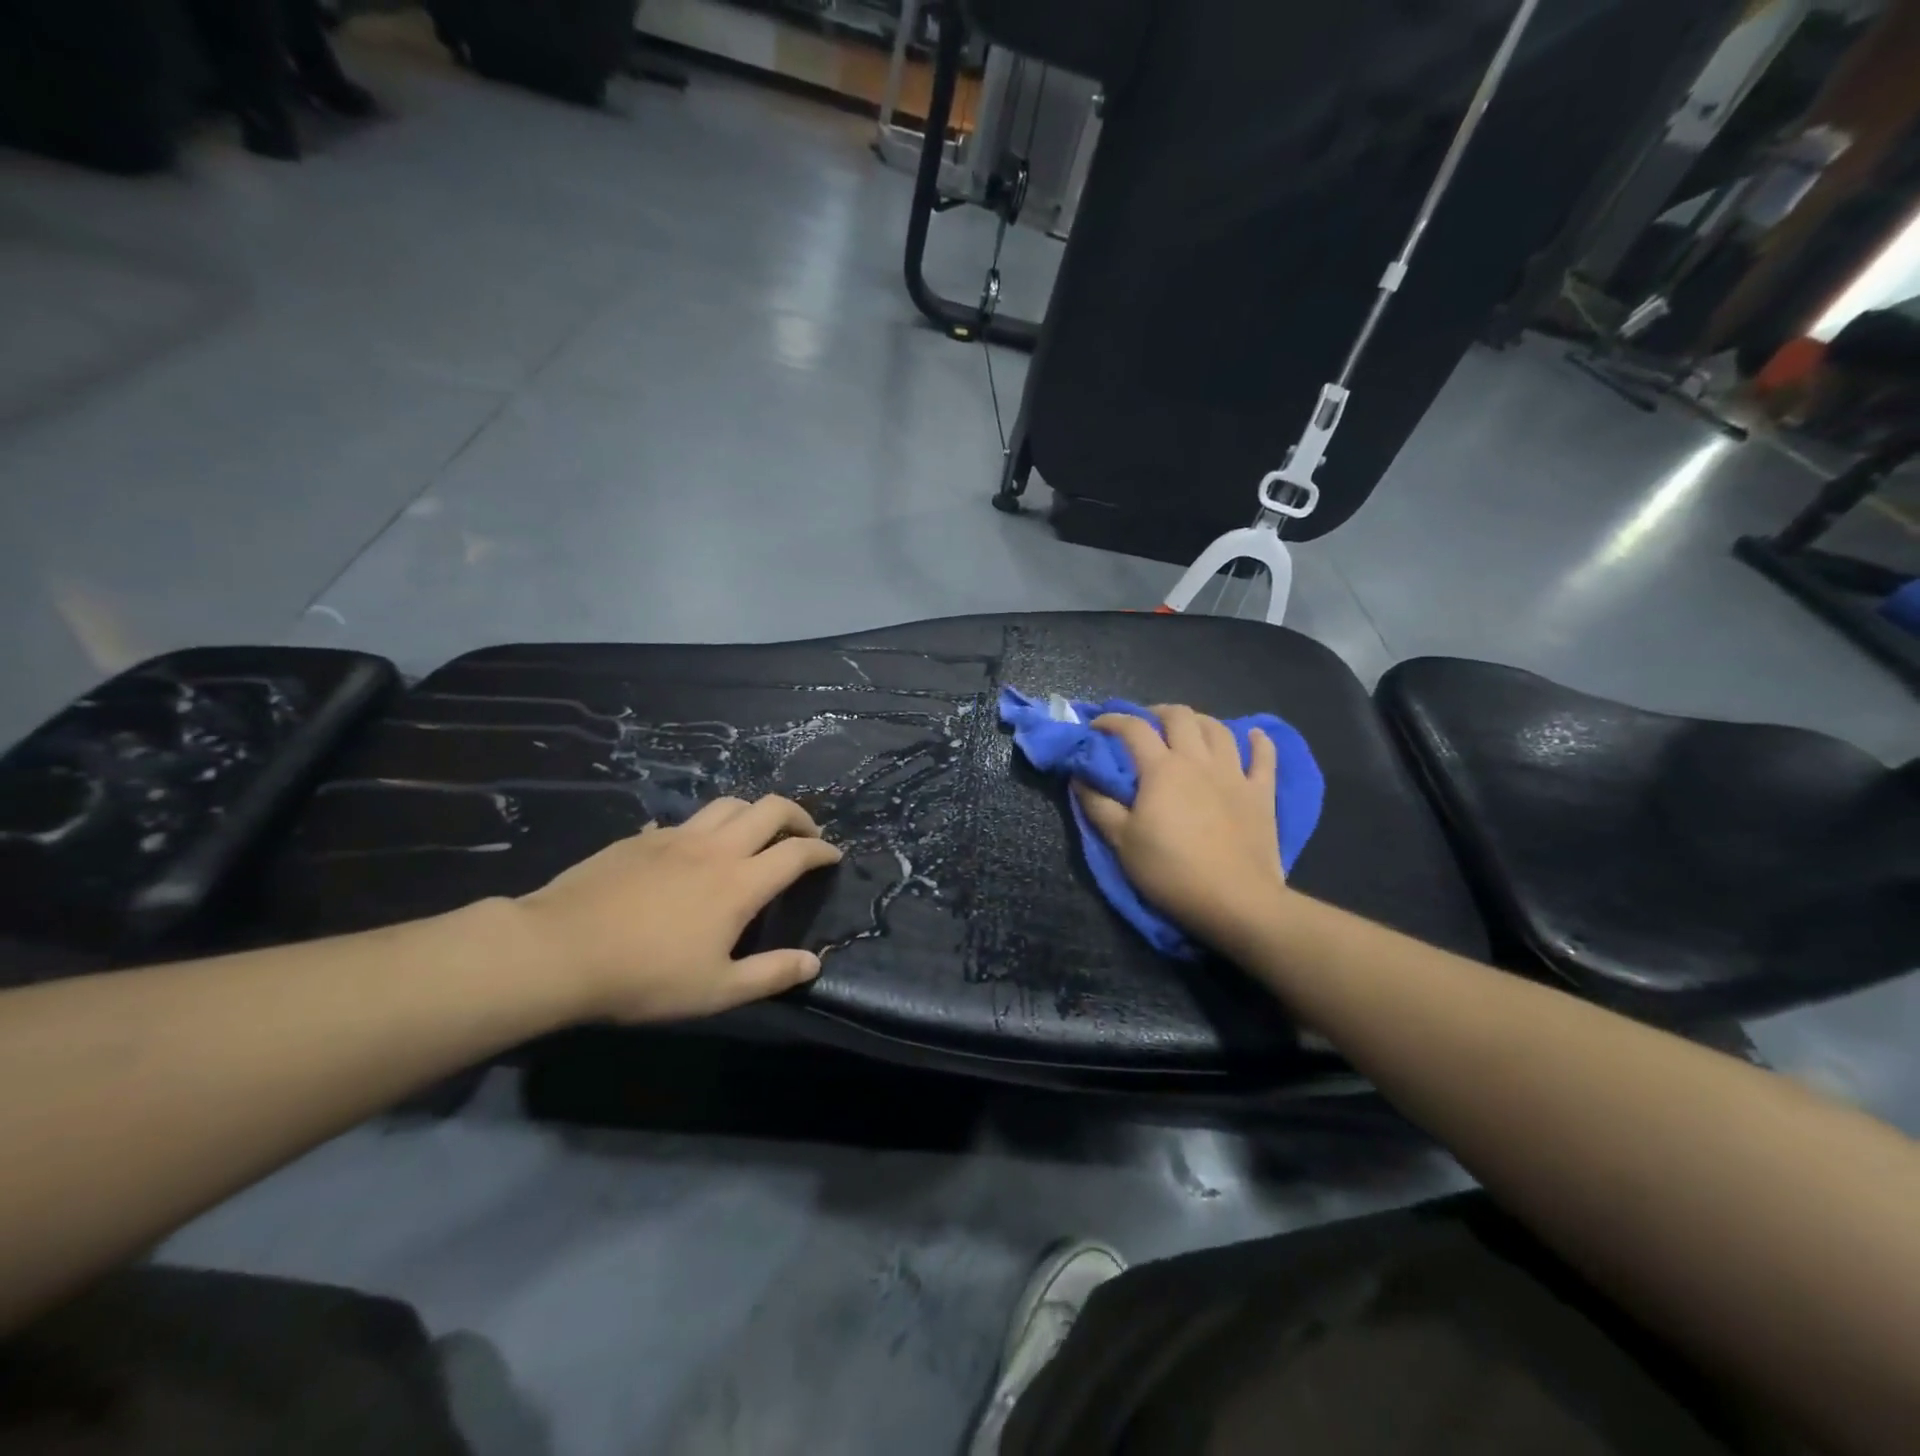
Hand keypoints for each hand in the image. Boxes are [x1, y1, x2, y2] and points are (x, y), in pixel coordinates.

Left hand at [513, 795, 842, 1023]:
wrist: (558, 950)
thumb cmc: (645, 977)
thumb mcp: (716, 991)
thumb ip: (771, 975)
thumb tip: (814, 963)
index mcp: (740, 883)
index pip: (796, 852)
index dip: (822, 850)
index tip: (833, 855)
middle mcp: (715, 848)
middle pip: (769, 808)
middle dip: (797, 816)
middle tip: (805, 834)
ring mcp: (675, 838)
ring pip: (728, 803)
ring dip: (753, 812)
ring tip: (756, 833)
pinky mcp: (641, 839)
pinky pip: (685, 820)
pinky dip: (705, 827)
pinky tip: (692, 851)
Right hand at [1075, 705, 1286, 954]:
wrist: (1236, 901)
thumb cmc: (1171, 871)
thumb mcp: (1121, 842)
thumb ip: (1098, 805)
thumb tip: (1080, 777)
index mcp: (1161, 769)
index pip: (1133, 729)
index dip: (1112, 720)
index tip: (1097, 727)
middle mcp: (1198, 760)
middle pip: (1180, 717)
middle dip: (1157, 712)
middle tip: (1145, 724)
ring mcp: (1234, 774)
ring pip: (1219, 729)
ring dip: (1200, 721)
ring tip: (1188, 729)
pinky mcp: (1261, 793)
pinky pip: (1265, 756)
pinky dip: (1259, 741)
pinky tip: (1253, 735)